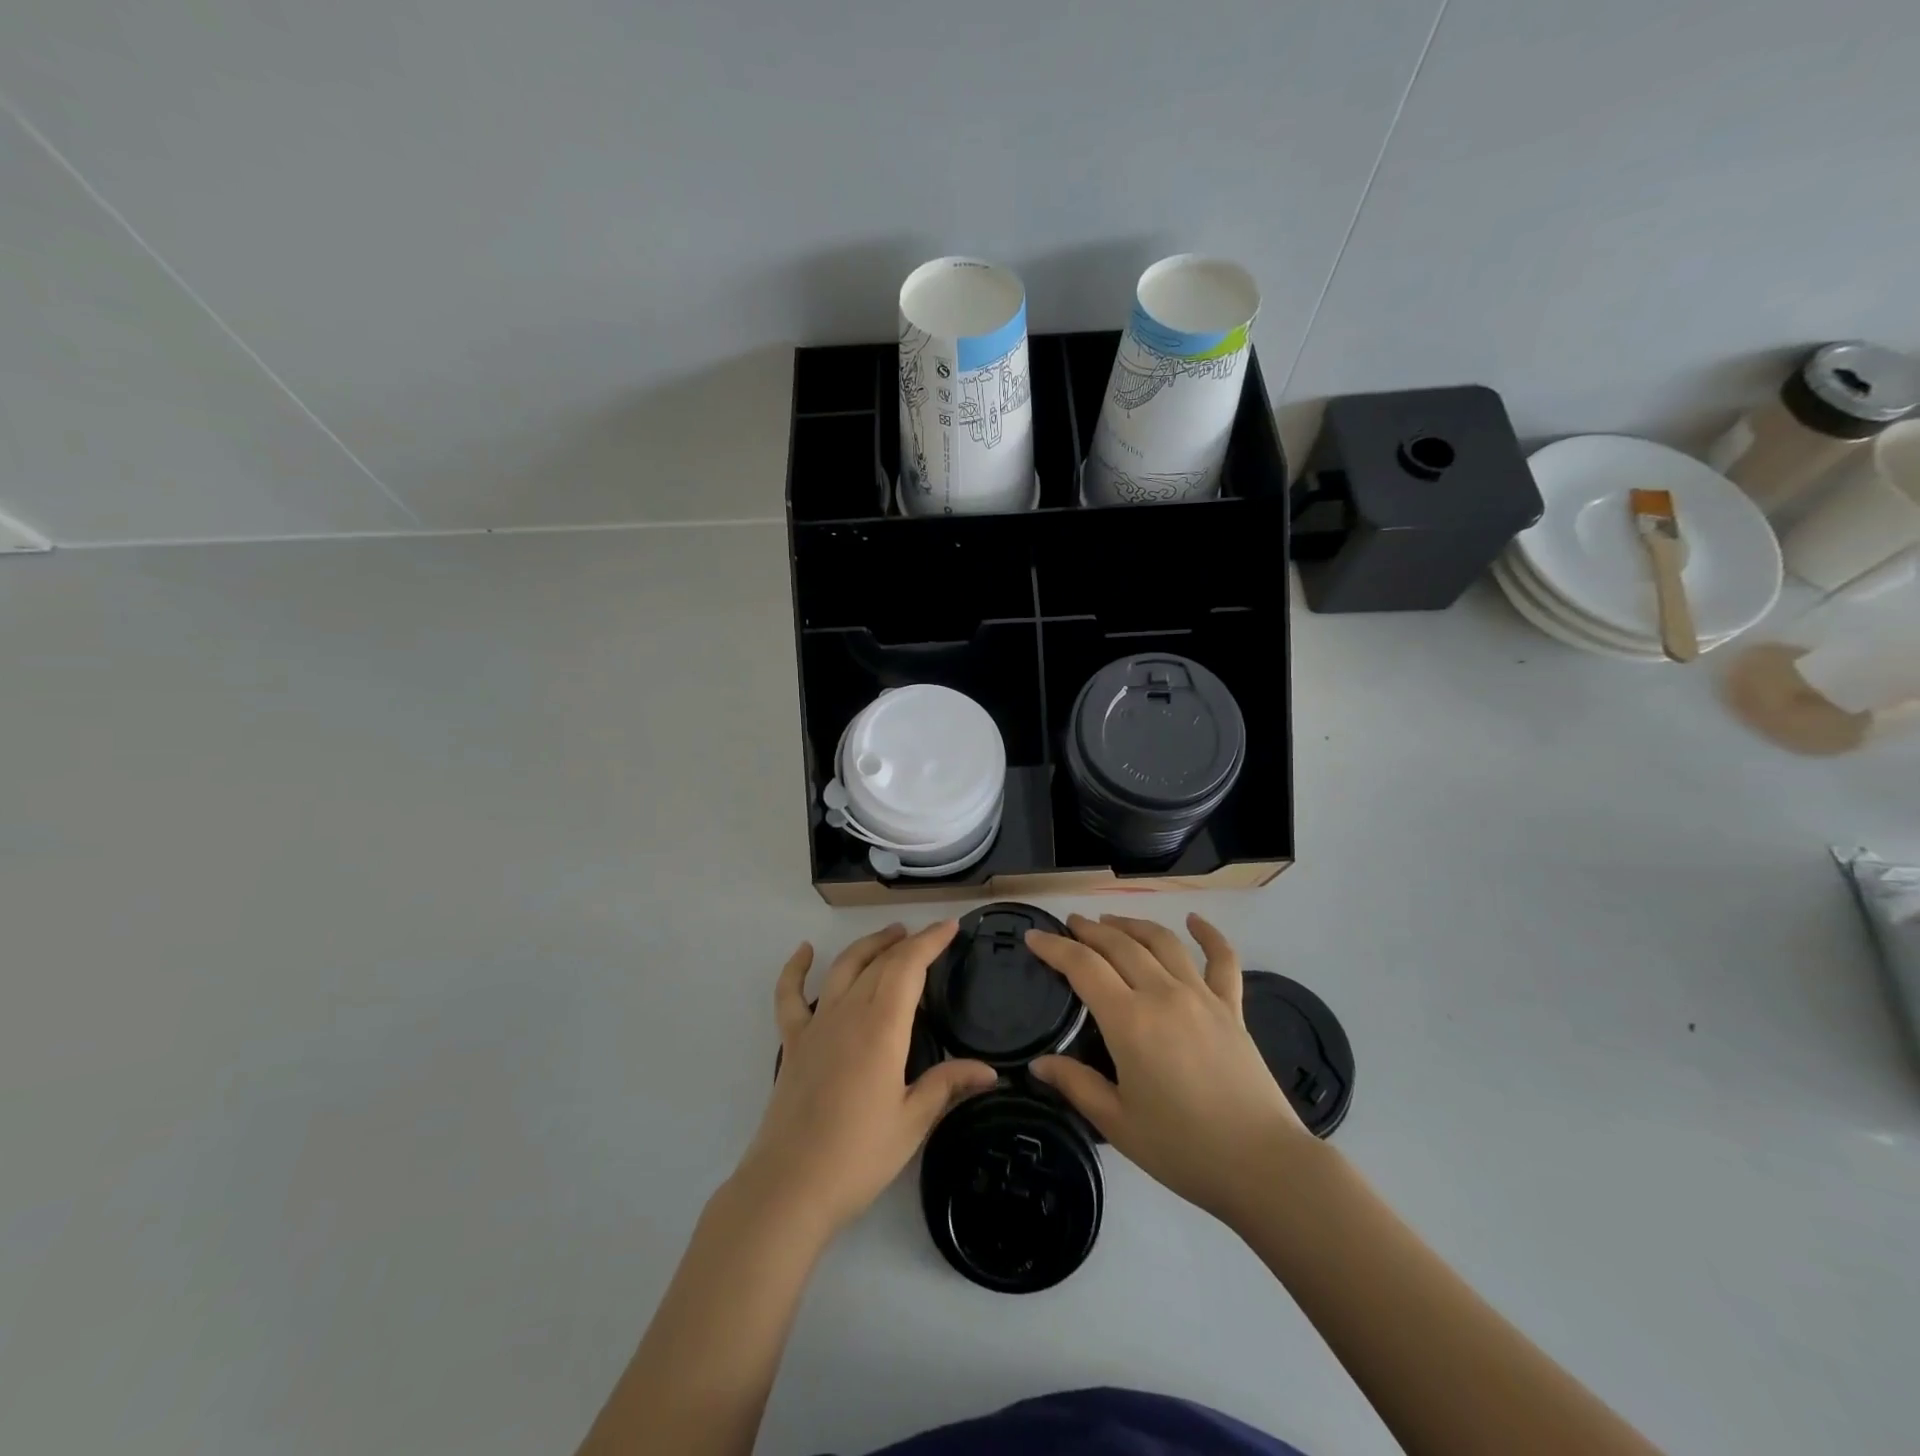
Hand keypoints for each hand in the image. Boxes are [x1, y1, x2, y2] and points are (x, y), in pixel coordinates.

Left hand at [733, 922, 996, 1242]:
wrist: (789, 1188)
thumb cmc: (857, 1156)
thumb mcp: (912, 1123)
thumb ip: (947, 1086)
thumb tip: (990, 1071)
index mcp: (881, 1028)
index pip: (908, 967)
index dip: (930, 941)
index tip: (951, 927)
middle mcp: (848, 1013)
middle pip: (880, 963)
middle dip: (907, 942)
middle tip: (929, 935)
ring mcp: (816, 1025)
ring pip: (843, 968)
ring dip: (868, 946)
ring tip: (890, 935)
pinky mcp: (793, 1043)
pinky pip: (790, 996)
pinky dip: (795, 969)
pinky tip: (805, 951)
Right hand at [1027, 913, 1309, 1227]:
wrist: (1263, 1165)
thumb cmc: (1183, 1149)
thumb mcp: (1118, 1123)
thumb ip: (1076, 1085)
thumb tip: (1038, 1064)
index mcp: (1129, 1020)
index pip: (1083, 966)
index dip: (1054, 947)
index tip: (1034, 936)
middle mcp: (1163, 994)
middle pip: (1120, 945)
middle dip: (1090, 929)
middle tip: (1070, 923)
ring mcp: (1201, 996)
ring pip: (1162, 942)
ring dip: (1133, 924)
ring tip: (1111, 920)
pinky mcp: (1232, 1008)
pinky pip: (1223, 960)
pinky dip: (1209, 935)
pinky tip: (1196, 920)